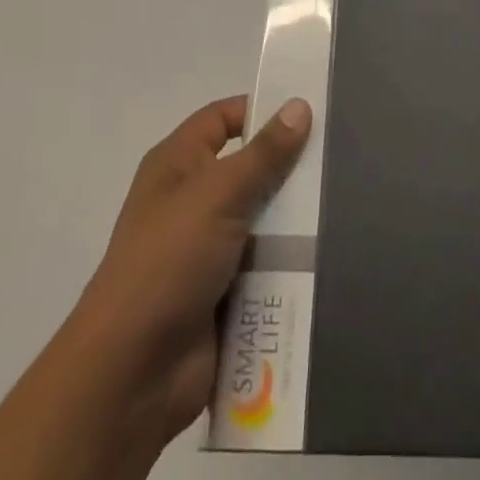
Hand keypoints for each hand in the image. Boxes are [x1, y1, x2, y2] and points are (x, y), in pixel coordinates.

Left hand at [71, 96, 311, 458]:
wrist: (132, 373)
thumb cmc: (169, 260)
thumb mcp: (219, 194)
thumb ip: (264, 153)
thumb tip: (299, 105)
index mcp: (178, 165)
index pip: (222, 118)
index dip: (260, 111)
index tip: (308, 114)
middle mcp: (191, 200)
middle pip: (249, 169)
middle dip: (289, 169)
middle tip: (339, 159)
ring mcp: (207, 249)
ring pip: (263, 220)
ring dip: (295, 220)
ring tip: (347, 205)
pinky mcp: (224, 293)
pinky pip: (265, 266)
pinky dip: (290, 262)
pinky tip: (331, 253)